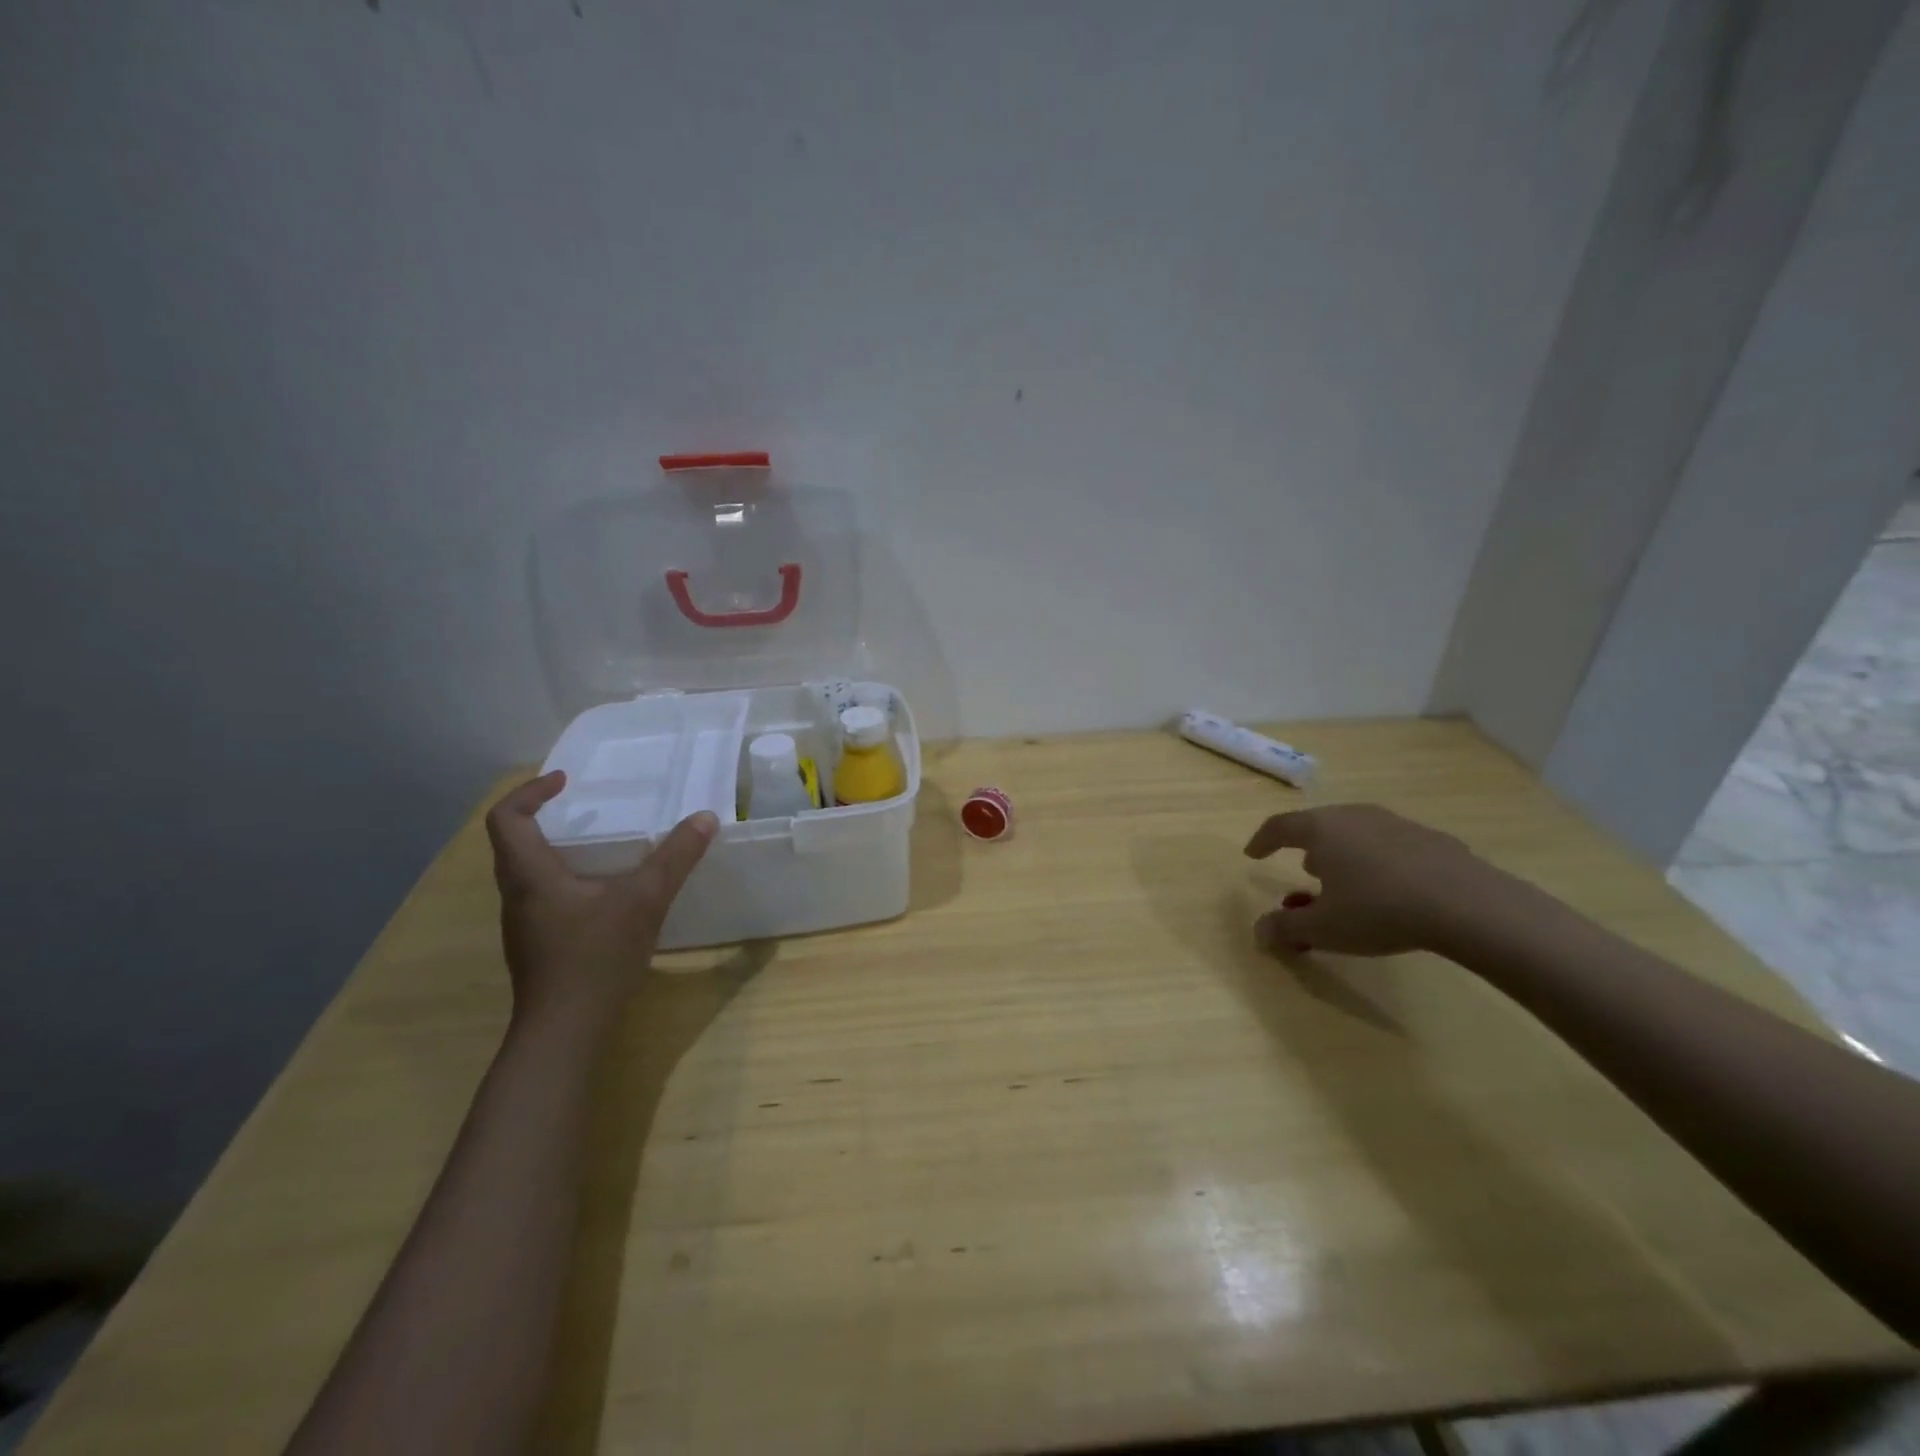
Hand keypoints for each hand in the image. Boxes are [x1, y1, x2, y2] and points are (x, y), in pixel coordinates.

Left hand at [485, 771, 718, 1030]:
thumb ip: (675, 858)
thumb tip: (705, 818)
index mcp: (530, 875)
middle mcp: (517, 895)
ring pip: (529, 872)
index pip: (506, 819)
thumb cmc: (595, 958)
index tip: (564, 781)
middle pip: (514, 844)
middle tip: (586, 807)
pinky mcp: (539, 945)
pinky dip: (568, 879)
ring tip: (602, 846)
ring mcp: (525, 924)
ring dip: (557, 850)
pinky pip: (545, 896)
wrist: (564, 1032)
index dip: (530, 792)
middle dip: (546, 818)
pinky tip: (606, 893)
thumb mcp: (644, 900)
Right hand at [1243, 803, 1489, 957]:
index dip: (1263, 840)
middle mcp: (1354, 816)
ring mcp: (1395, 823)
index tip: (1253, 854)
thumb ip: (1285, 928)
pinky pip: (1390, 846)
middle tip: (1305, 873)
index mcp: (1321, 829)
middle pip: (1320, 826)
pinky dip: (1378, 863)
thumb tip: (1258, 932)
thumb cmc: (1378, 910)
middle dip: (1307, 849)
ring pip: (1356, 834)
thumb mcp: (1323, 929)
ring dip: (1343, 856)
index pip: (1280, 826)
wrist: (1467, 904)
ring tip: (1347, 882)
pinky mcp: (1430, 839)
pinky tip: (1391, 890)